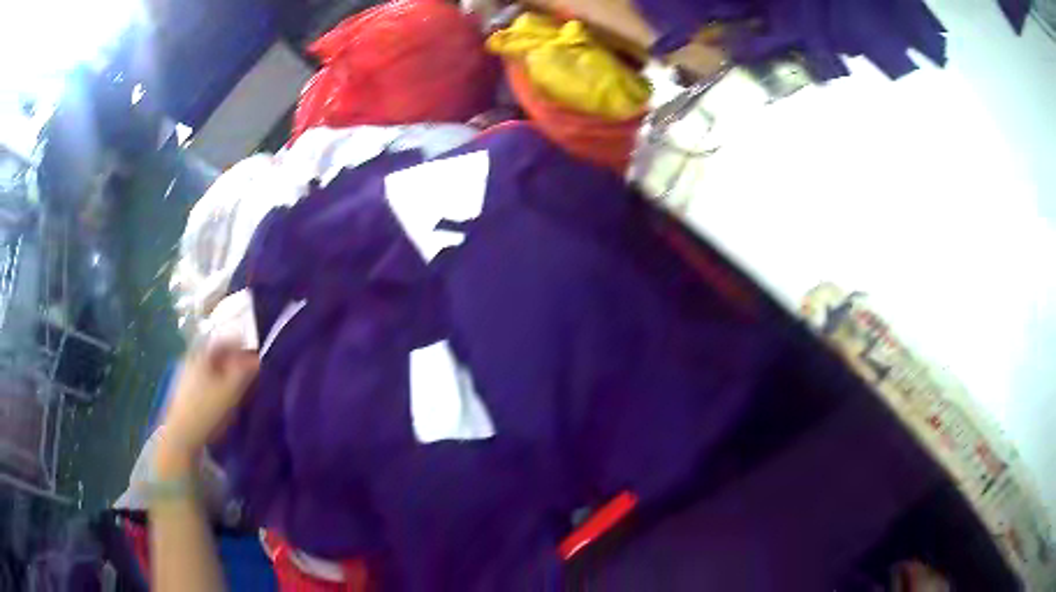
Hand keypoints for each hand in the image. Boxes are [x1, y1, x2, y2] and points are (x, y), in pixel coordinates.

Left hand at [157, 342, 259, 464]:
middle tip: (249, 372)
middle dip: (234, 360)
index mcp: (200, 354)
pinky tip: (223, 399)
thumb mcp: (230, 391)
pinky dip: (217, 384)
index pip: (223, 341)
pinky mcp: (184, 393)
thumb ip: (244, 373)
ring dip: (225, 373)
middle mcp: (191, 360)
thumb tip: (256, 359)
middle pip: (216, 354)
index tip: (255, 355)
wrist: (182, 436)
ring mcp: (185, 377)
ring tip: (239, 387)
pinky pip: (205, 380)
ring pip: (210, 369)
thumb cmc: (206, 410)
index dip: (241, 345)